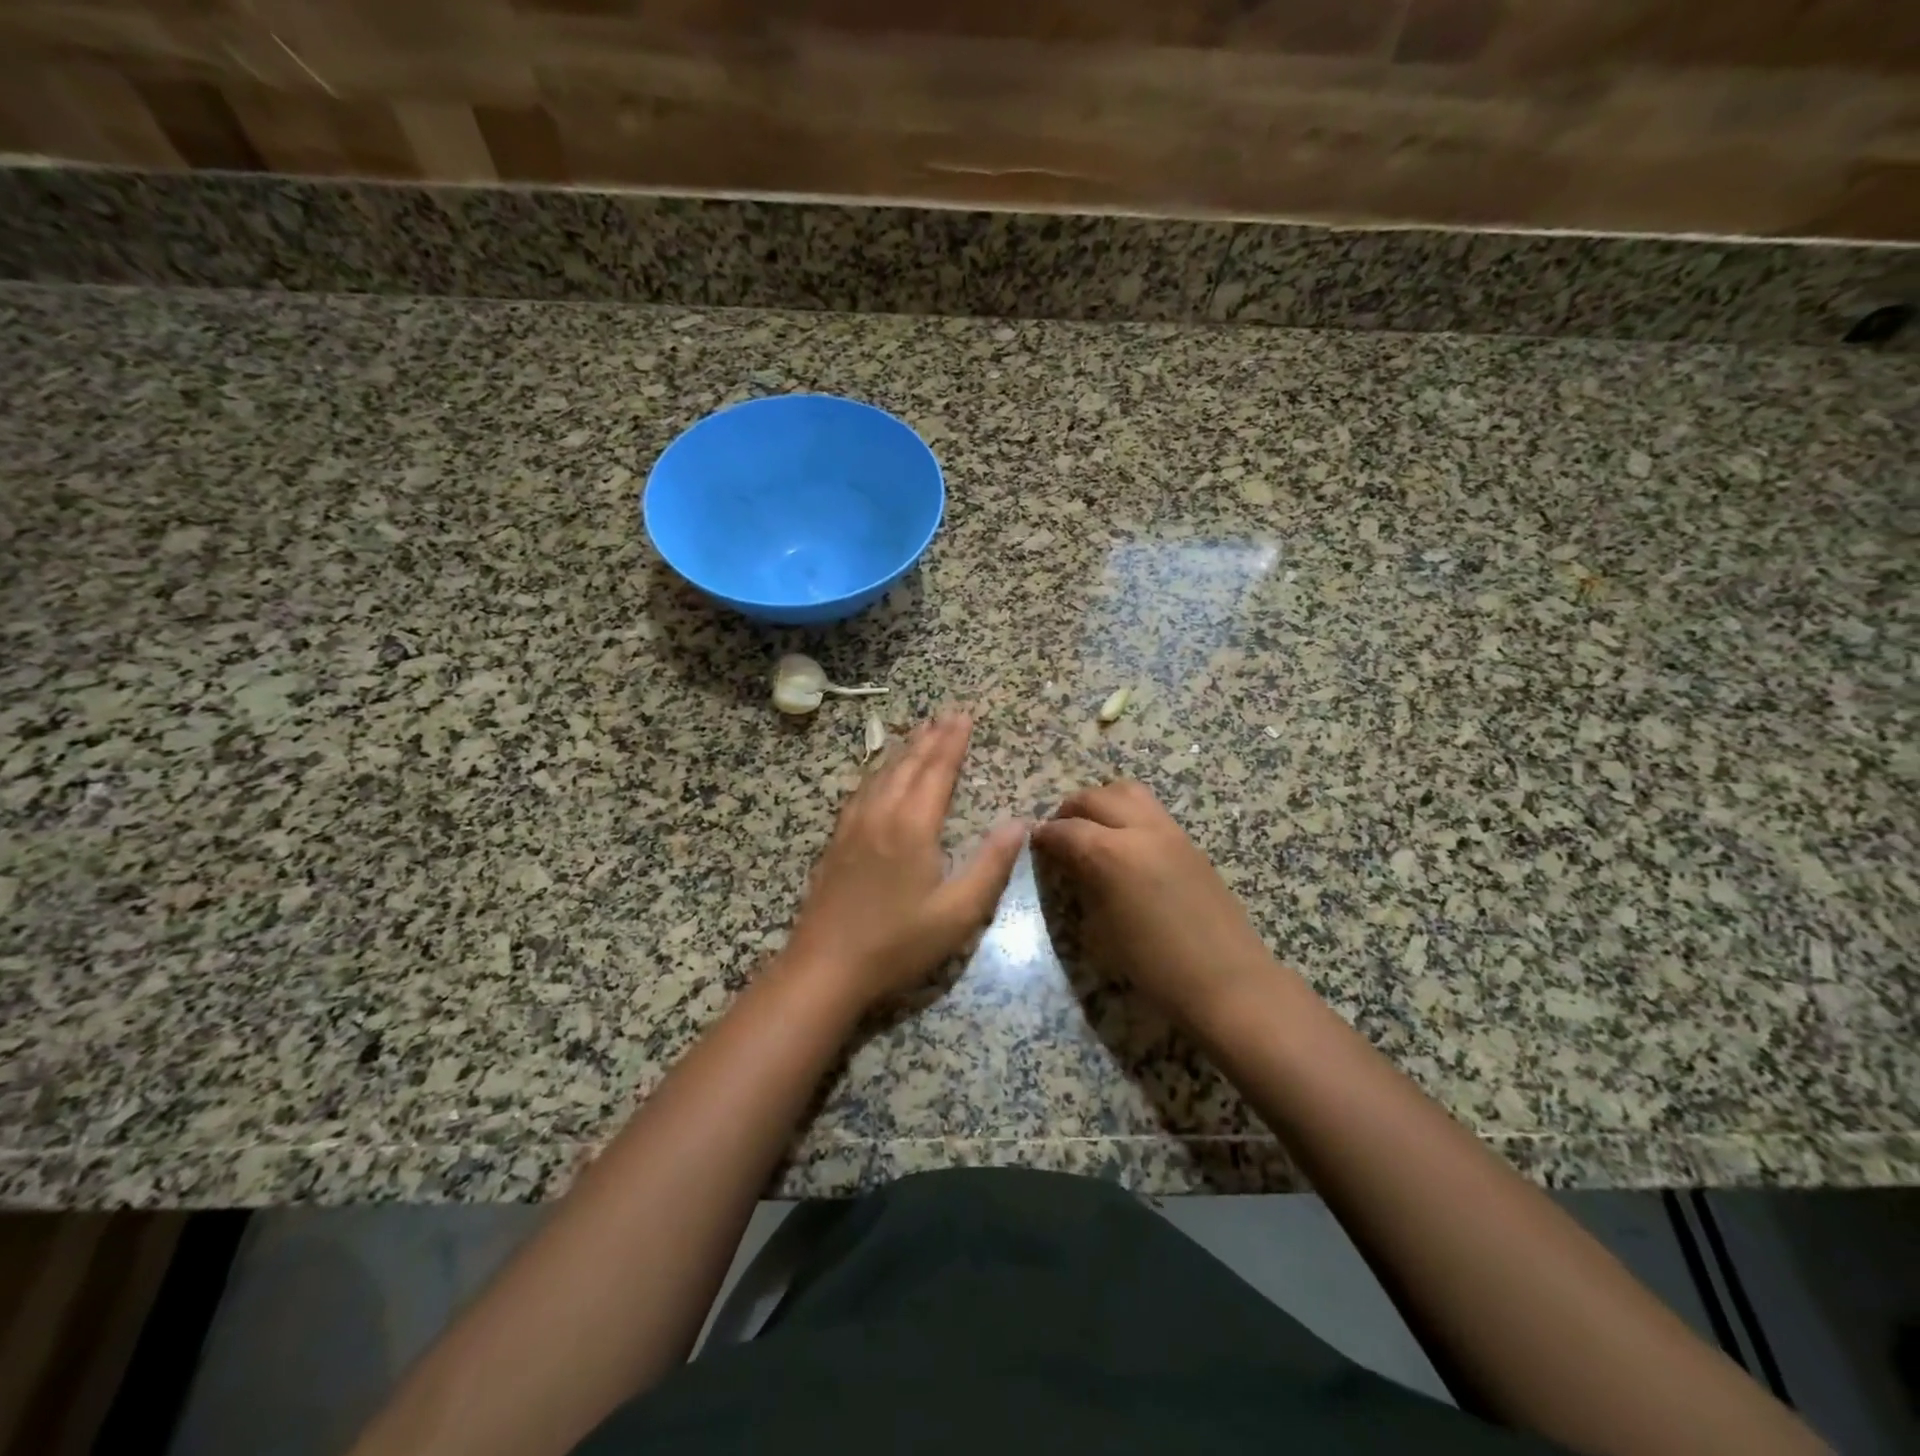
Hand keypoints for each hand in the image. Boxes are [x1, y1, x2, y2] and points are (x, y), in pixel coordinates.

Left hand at [783, 712, 1026, 1009]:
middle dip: (931, 737)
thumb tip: (1020, 823)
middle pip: (909, 764)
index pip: (938, 771)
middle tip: (947, 713)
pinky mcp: (837, 840)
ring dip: (904, 748)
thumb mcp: (958, 912)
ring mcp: (853, 825)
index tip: (965, 716)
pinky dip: (878, 770)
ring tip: (919, 730)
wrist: (825, 967)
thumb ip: (990, 865)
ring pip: (882, 773)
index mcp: (913, 825)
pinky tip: (879, 773)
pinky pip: (862, 790)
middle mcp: (881, 813)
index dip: (954, 742)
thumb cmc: (898, 943)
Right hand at [1031, 779, 1280, 1026]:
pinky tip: (1124, 845)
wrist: (1227, 982)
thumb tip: (1071, 866)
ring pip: (1128, 791)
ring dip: (1102, 802)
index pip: (1065, 829)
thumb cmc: (1154, 967)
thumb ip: (1082, 886)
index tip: (1033, 844)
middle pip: (1095, 797)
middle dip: (1070, 810)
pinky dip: (1128, 815)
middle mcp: (1140, 830)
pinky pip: (1151, 811)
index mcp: (1110, 853)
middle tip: (1059, 833)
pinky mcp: (1190, 842)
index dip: (1044, 836)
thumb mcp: (1101, 930)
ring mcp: (1170, 832)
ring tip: (1092, 828)